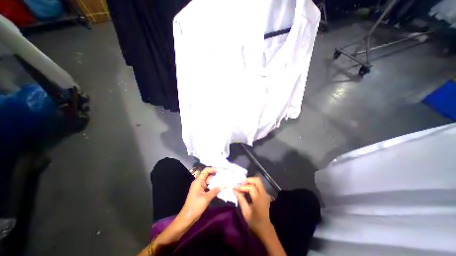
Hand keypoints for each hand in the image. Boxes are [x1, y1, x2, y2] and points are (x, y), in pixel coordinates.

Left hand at [180, 167, 225, 222]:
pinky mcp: (201, 192)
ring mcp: (200, 187)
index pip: (206, 171)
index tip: (221, 170)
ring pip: (209, 181)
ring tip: (224, 181)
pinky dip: (214, 186)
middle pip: (208, 175)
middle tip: (225, 176)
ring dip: (216, 181)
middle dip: (216, 175)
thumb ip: (215, 190)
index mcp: (198, 181)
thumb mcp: (206, 198)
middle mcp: (199, 182)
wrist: (187, 218)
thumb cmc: (195, 206)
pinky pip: (208, 187)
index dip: (213, 169)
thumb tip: (225, 184)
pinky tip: (220, 188)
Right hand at [233, 177, 271, 234]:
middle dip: (248, 180)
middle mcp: (264, 194)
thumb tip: (235, 191)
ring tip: (243, 186)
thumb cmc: (255, 222)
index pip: (251, 187)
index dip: (242, 186)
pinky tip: (247, 189)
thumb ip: (241, 200)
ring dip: (250, 182)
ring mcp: (266, 194)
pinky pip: (259, 185)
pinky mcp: (266, 195)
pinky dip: (253, 184)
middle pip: (257, 180)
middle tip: (241, 184)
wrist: (266, 229)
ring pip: (259, 182)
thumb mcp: (246, 212)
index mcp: (259, 199)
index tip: (235, 188)